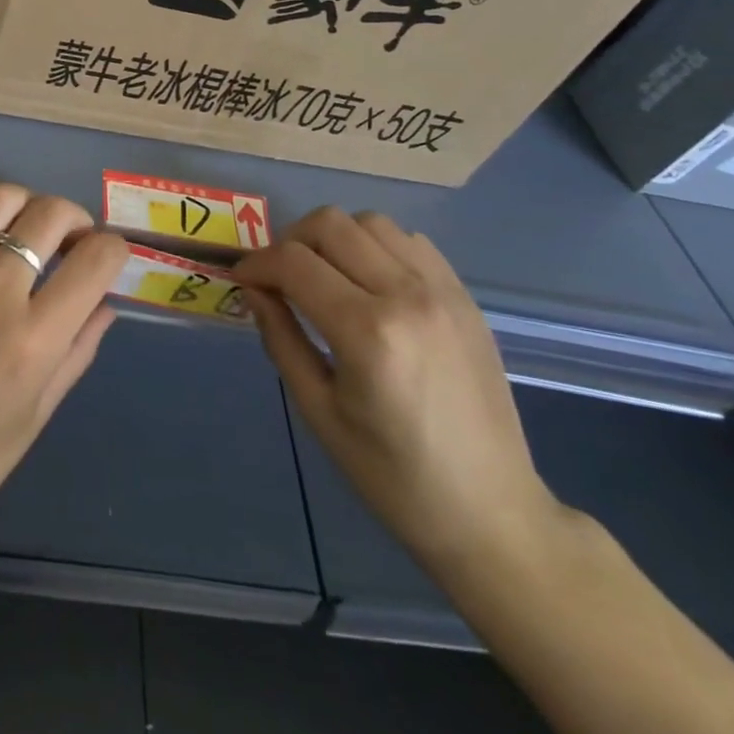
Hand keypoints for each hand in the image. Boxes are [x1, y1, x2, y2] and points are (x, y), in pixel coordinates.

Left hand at [0, 178, 128, 545]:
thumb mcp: (37, 416)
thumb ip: (77, 352)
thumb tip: (105, 302)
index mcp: (33, 340)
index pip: (96, 260)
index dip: (114, 250)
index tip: (106, 259)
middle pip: (49, 215)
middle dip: (74, 219)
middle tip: (69, 242)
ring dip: (23, 202)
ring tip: (24, 225)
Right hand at [234, 209, 565, 571]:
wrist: (491, 512)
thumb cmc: (392, 475)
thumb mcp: (319, 412)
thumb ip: (281, 339)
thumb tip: (253, 290)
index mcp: (367, 332)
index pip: (293, 263)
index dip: (257, 263)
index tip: (243, 280)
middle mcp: (407, 295)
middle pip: (330, 224)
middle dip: (290, 241)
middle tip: (278, 276)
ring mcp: (443, 291)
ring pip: (370, 221)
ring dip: (335, 238)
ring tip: (323, 275)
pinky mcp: (464, 296)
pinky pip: (410, 241)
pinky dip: (376, 245)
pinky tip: (368, 282)